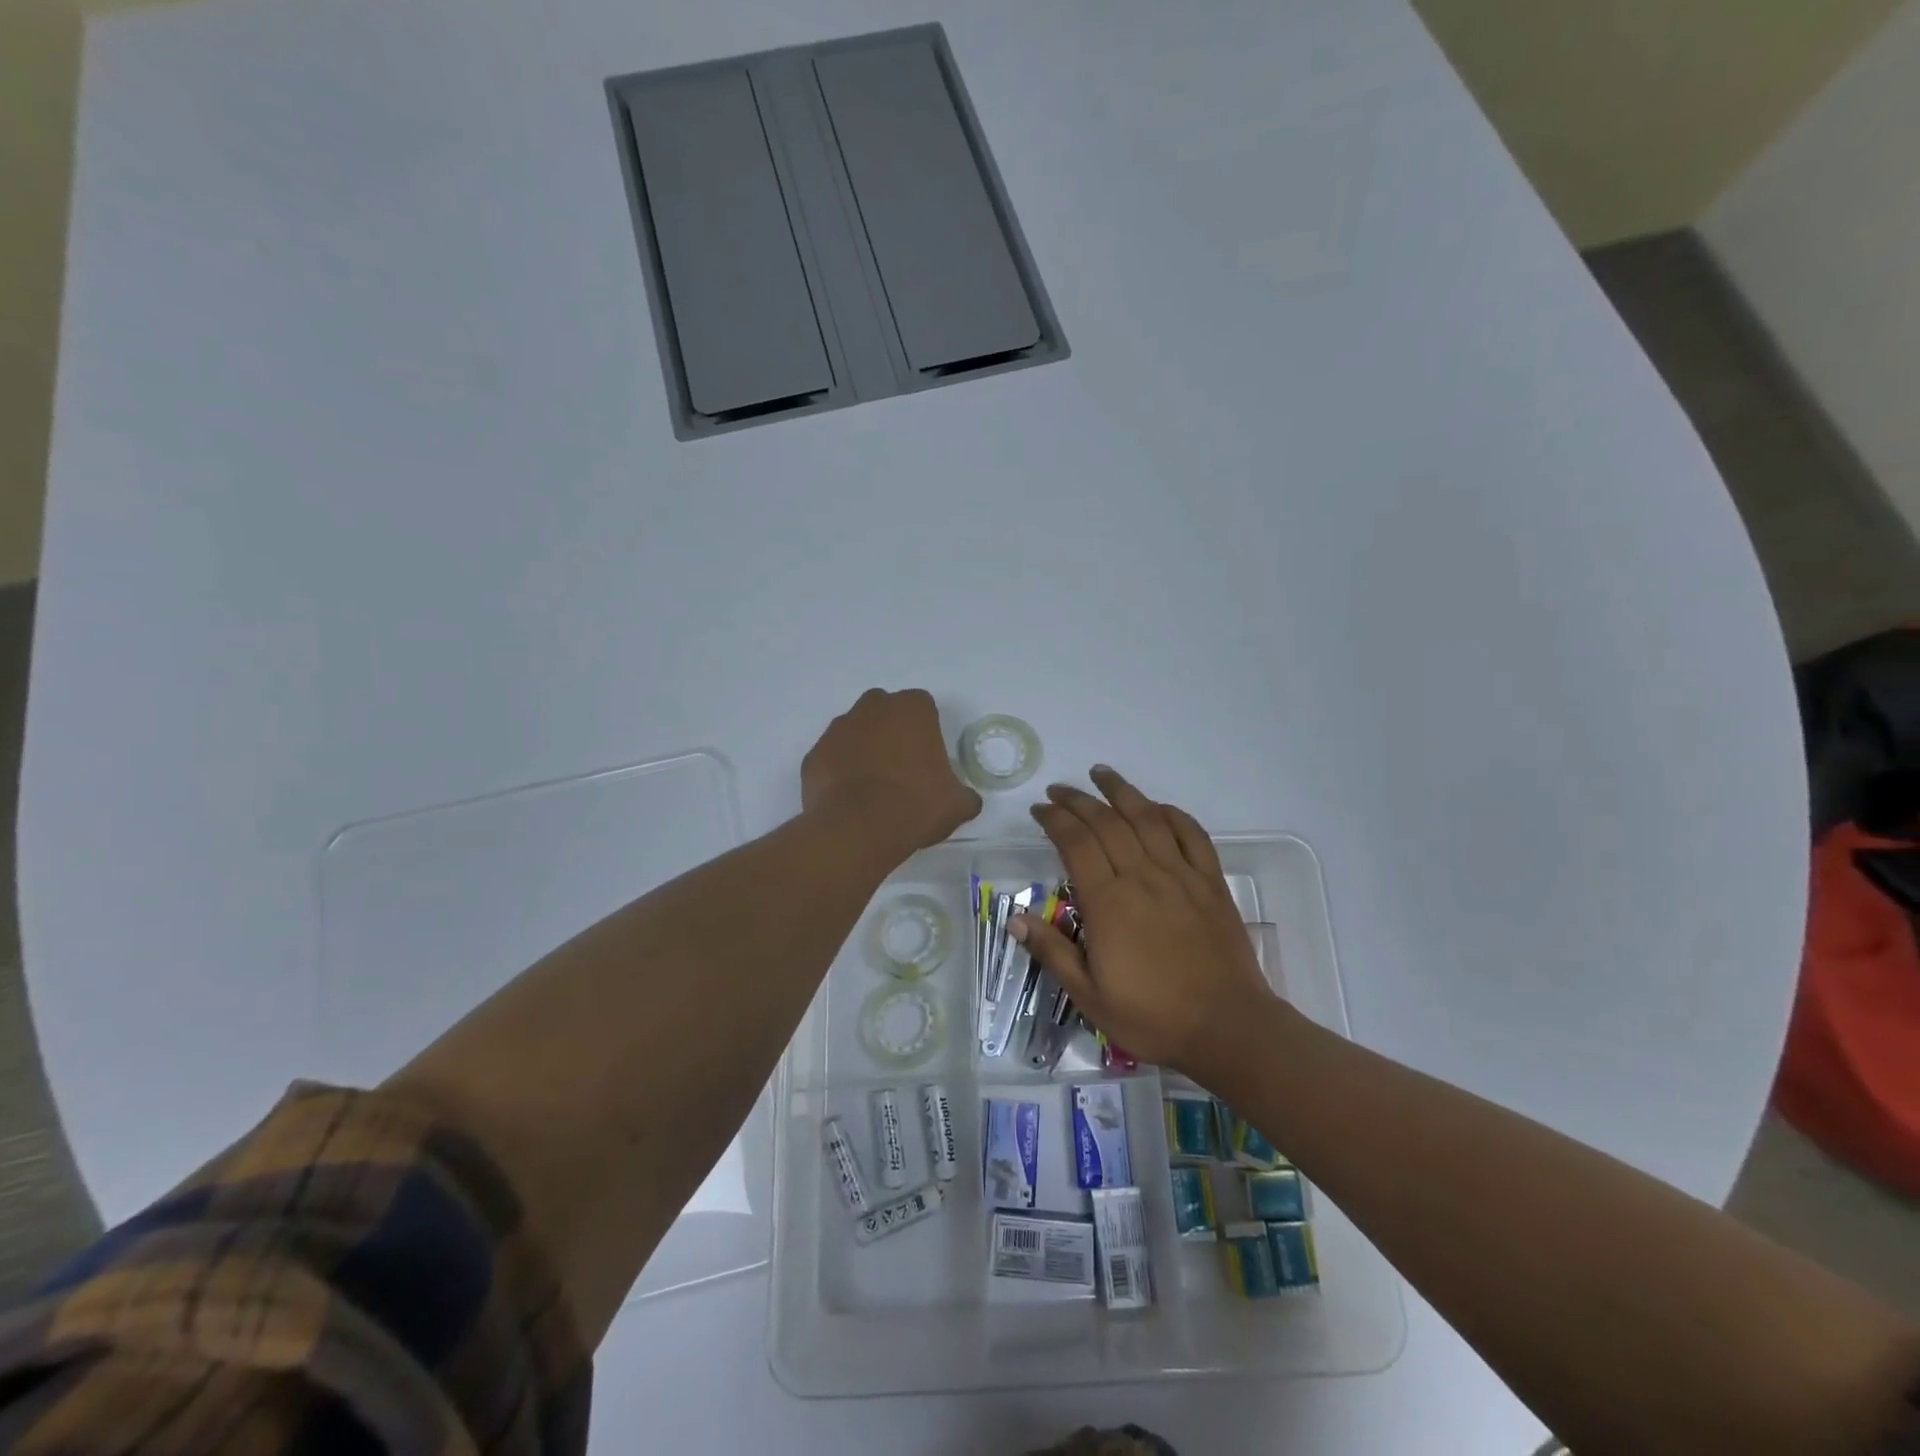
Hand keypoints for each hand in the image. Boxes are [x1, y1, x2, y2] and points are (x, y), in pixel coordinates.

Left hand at [803, 689, 981, 857]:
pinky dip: (839, 770)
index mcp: (912, 709)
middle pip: (885, 711)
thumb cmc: (915, 806)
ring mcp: (838, 729)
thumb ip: (964, 794)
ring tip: (873, 786)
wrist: (857, 829)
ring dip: (864, 748)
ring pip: (855, 731)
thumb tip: (965, 799)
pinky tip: (849, 797)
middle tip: (901, 767)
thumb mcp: (957, 804)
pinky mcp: (814, 754)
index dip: (926, 731)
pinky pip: (832, 757)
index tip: (928, 759)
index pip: (923, 707)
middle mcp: (872, 708)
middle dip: (892, 731)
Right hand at [1012, 766, 1285, 1081]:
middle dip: (1078, 800)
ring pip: (1147, 818)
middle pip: (1106, 823)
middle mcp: (1142, 877)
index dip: (1055, 820)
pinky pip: (1192, 835)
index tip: (1040, 810)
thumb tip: (1014, 918)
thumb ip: (1052, 952)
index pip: (1075, 844)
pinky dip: (1172, 814)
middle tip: (1059, 790)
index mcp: (1108, 902)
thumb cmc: (1152, 1016)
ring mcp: (1181, 875)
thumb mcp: (1089, 995)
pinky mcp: (1210, 882)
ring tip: (1101, 773)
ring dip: (1122, 792)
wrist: (1227, 1028)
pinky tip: (1157, 807)